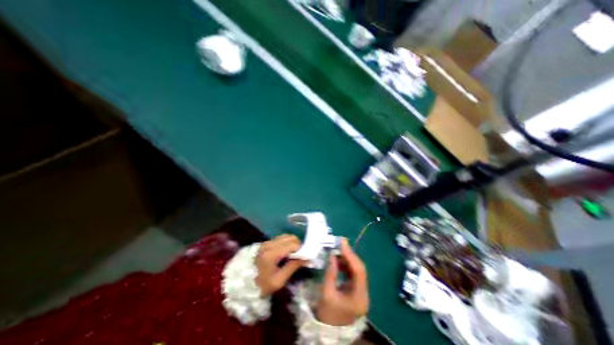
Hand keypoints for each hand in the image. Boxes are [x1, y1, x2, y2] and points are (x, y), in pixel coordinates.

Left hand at [256, 235, 304, 296]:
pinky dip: (287, 243)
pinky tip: (287, 252)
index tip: (306, 256)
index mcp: (272, 253)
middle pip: (290, 237)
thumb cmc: (262, 285)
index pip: (292, 244)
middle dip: (298, 245)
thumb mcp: (279, 280)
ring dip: (292, 243)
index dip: (301, 249)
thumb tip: (307, 258)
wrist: (243, 285)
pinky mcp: (266, 243)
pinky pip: (280, 239)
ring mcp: (266, 242)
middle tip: (301, 255)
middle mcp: (269, 244)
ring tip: (294, 254)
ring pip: (286, 236)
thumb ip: (293, 266)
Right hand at [316, 238, 368, 323]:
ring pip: (357, 270)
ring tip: (337, 250)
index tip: (342, 243)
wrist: (329, 332)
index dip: (351, 255)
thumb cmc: (327, 314)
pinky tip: (338, 260)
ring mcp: (361, 292)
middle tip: (340, 243)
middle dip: (350, 255)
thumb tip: (332, 255)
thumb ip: (330, 273)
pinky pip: (353, 274)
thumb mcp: (326, 293)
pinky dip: (346, 265)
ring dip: (348, 259)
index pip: (359, 271)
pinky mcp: (356, 291)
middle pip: (360, 269)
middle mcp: (364, 294)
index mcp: (359, 297)